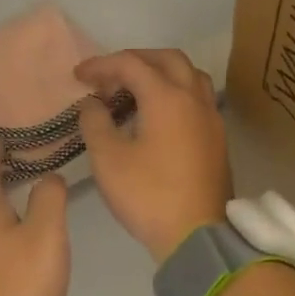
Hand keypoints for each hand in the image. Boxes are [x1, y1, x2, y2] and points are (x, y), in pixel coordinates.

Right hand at [75, 49, 231, 262]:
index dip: (101, 65)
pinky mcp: (217, 138)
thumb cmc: (148, 195)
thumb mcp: (108, 159)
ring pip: (188, 75)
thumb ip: (95, 122)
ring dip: (159, 73)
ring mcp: (211, 118)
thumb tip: (93, 104)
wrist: (197, 236)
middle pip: (166, 59)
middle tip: (108, 77)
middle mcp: (194, 98)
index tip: (78, 76)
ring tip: (134, 91)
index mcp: (167, 97)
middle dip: (134, 60)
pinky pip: (196, 98)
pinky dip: (173, 92)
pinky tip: (156, 115)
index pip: (130, 64)